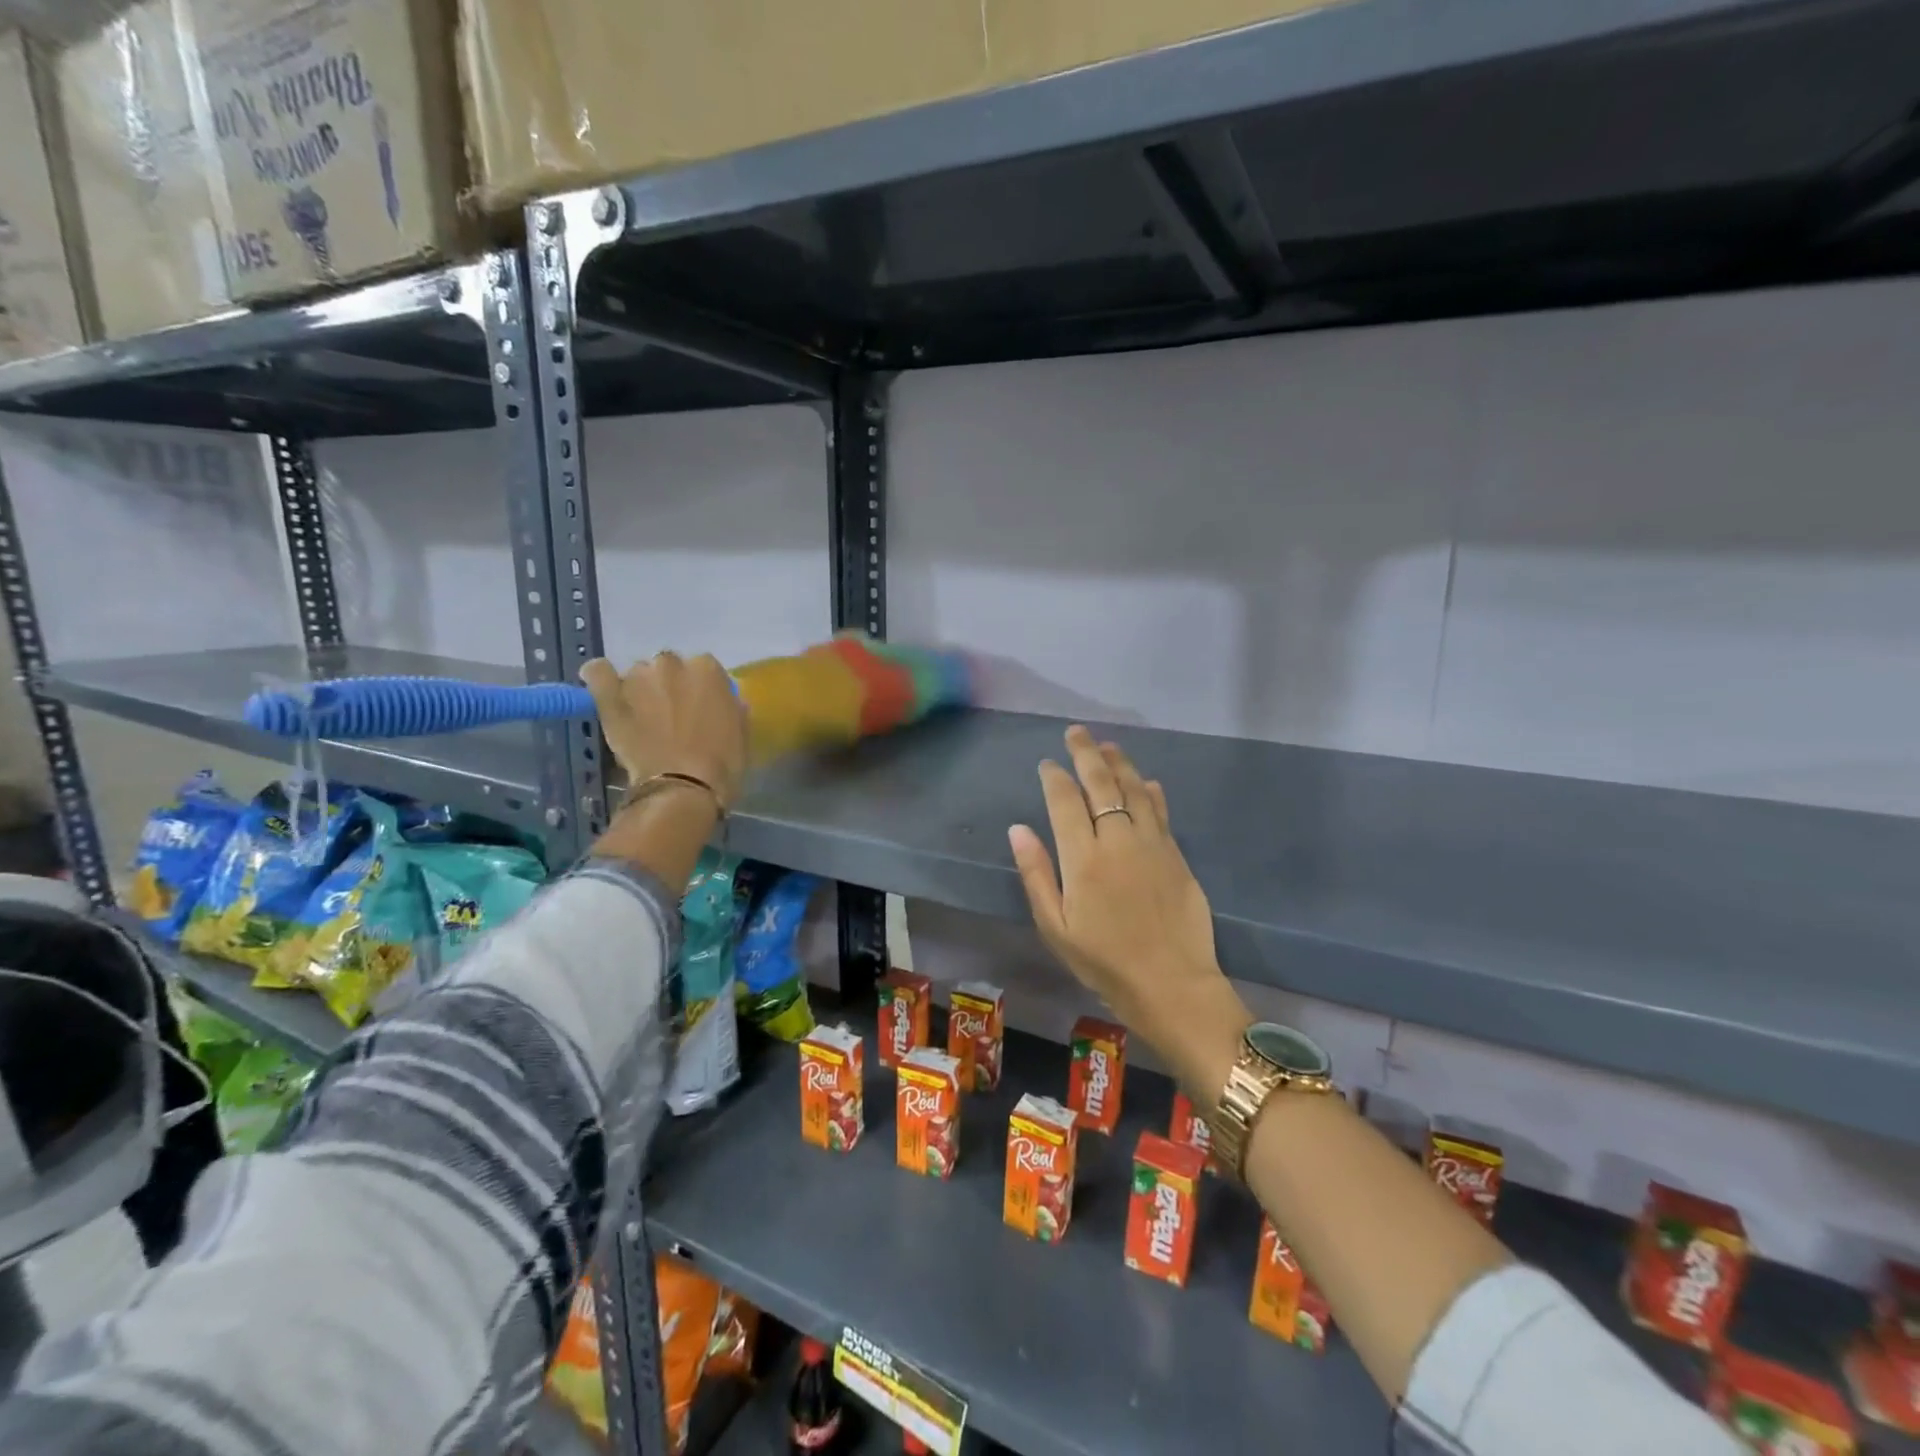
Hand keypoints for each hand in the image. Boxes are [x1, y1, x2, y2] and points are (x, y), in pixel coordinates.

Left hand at [580, 652, 746, 808]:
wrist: (683, 787)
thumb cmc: (722, 764)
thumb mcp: (741, 733)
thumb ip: (731, 708)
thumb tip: (725, 703)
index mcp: (708, 670)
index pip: (703, 668)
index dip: (700, 690)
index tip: (699, 709)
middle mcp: (672, 664)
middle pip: (669, 667)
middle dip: (670, 687)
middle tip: (672, 716)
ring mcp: (638, 678)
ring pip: (638, 675)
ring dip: (641, 690)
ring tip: (641, 719)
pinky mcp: (609, 695)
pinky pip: (598, 673)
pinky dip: (601, 678)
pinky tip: (605, 690)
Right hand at [1009, 726, 1248, 1097]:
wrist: (1171, 983)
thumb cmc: (1103, 961)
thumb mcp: (1055, 926)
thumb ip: (1036, 873)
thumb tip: (1018, 828)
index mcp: (1083, 857)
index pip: (1065, 801)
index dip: (1054, 777)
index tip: (1047, 763)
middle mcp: (1118, 839)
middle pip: (1101, 783)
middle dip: (1086, 753)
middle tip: (1077, 732)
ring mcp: (1151, 843)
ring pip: (1134, 789)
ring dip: (1120, 763)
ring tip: (1108, 746)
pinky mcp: (1176, 854)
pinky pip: (1160, 811)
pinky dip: (1150, 792)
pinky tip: (1146, 782)